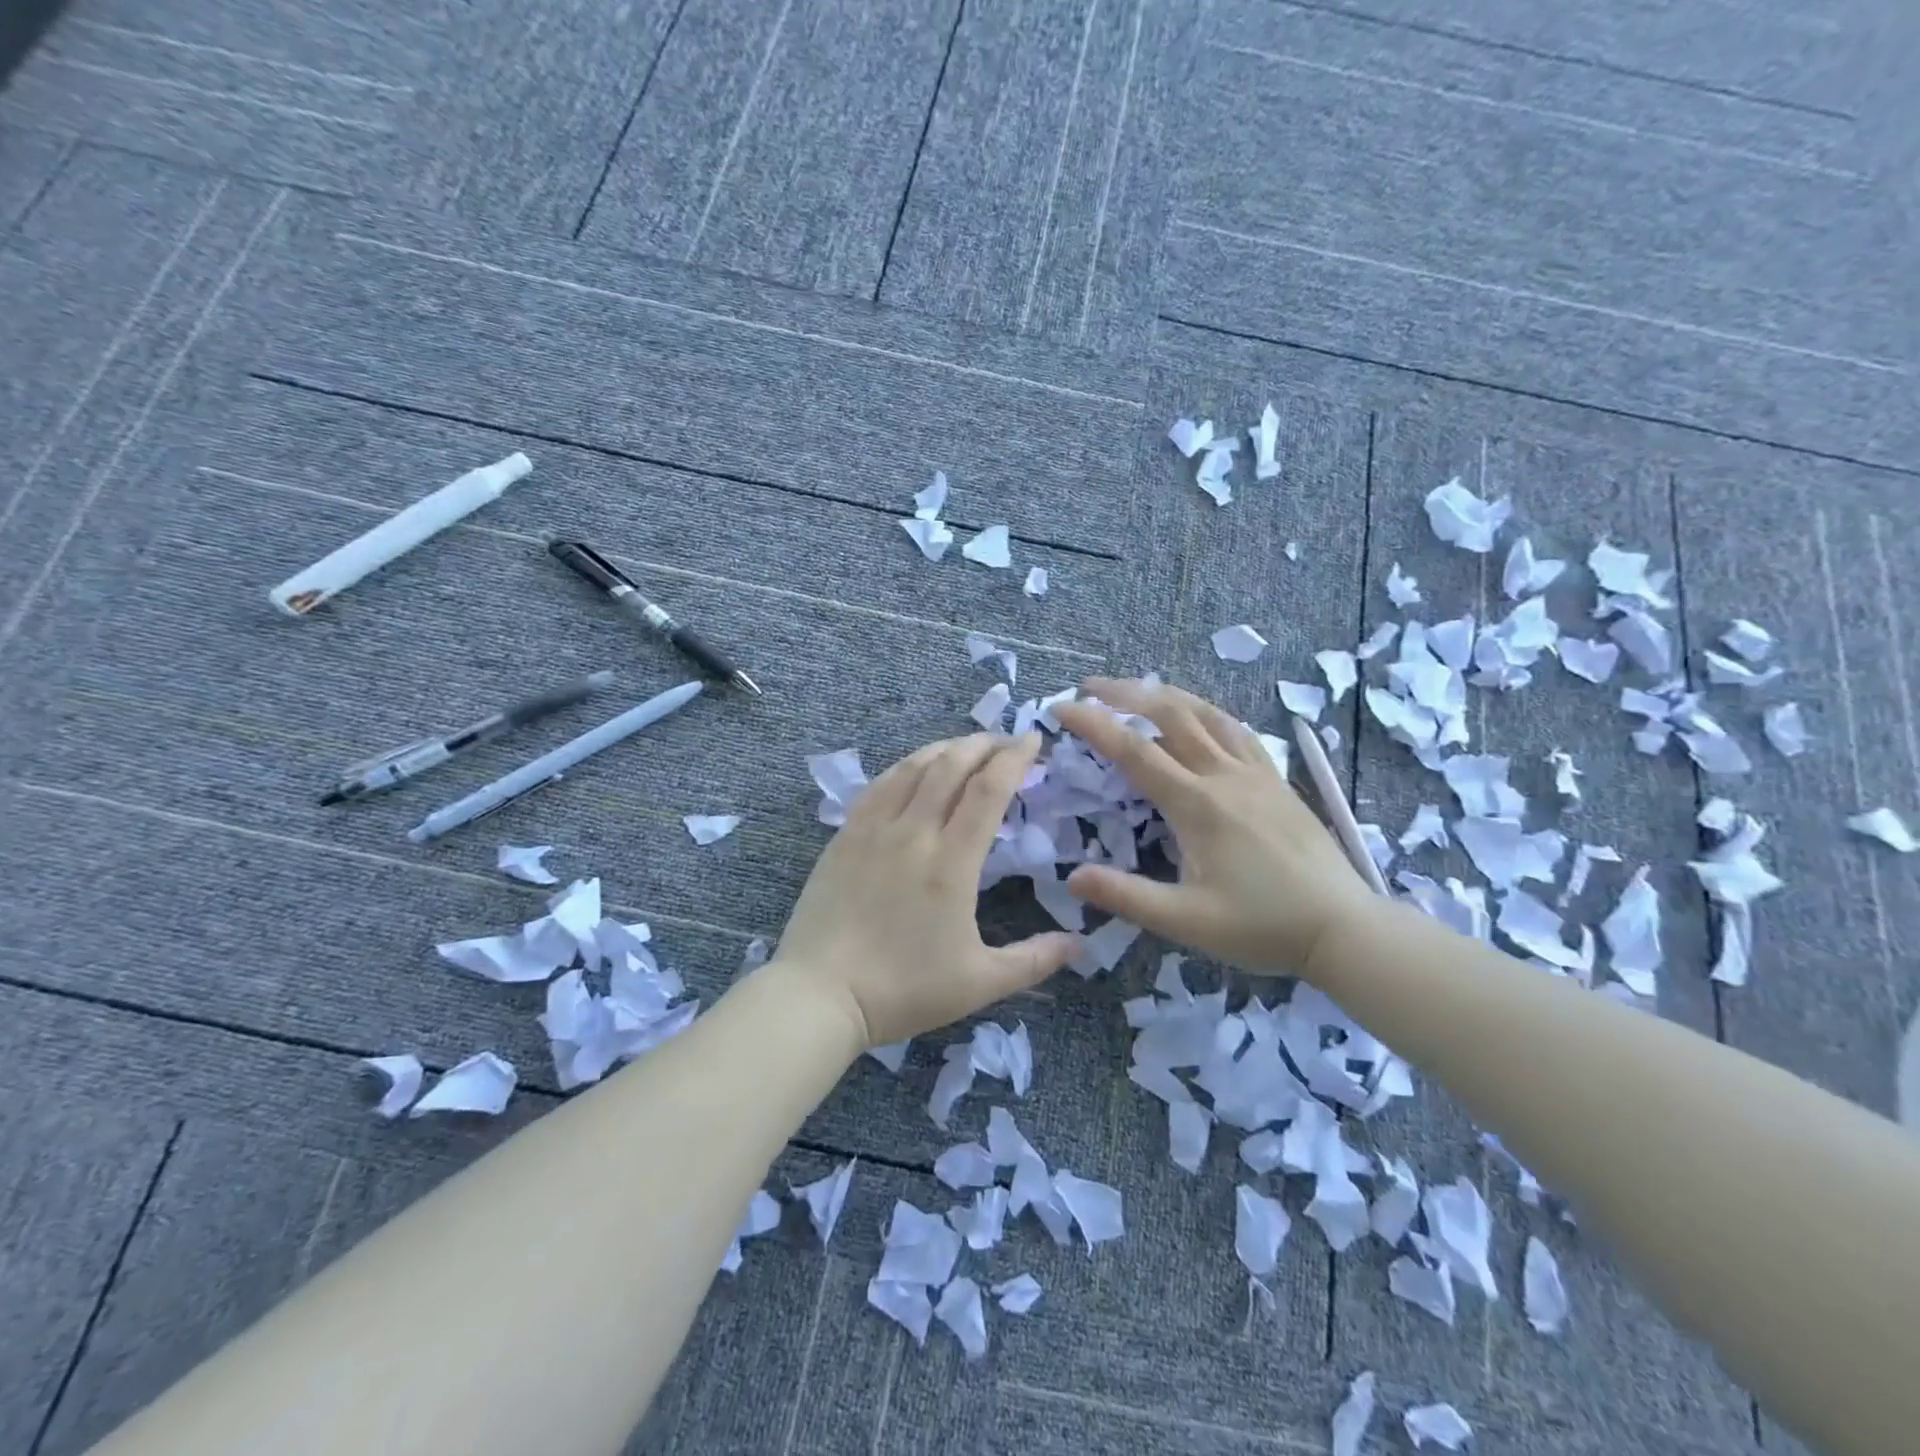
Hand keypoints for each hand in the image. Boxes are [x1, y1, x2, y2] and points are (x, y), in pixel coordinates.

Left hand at [770, 733, 1078, 1047]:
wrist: (822, 994)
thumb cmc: (904, 989)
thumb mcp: (980, 982)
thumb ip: (1034, 959)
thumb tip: (1081, 943)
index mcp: (951, 862)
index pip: (989, 790)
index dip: (1014, 758)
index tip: (1033, 740)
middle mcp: (914, 832)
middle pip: (952, 765)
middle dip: (984, 744)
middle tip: (1006, 740)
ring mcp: (874, 829)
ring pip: (913, 767)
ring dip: (946, 748)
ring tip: (966, 747)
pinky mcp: (845, 836)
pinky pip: (879, 785)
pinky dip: (905, 766)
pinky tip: (914, 768)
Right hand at [1053, 678, 1373, 975]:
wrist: (1344, 928)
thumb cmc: (1262, 926)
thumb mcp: (1187, 922)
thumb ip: (1128, 897)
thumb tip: (1072, 877)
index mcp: (1197, 804)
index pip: (1134, 751)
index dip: (1094, 724)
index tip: (1061, 707)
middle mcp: (1224, 776)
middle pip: (1170, 714)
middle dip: (1126, 693)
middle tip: (1090, 686)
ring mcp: (1256, 774)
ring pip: (1207, 714)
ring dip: (1166, 695)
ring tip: (1137, 688)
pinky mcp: (1277, 781)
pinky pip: (1237, 731)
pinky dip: (1207, 713)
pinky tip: (1200, 718)